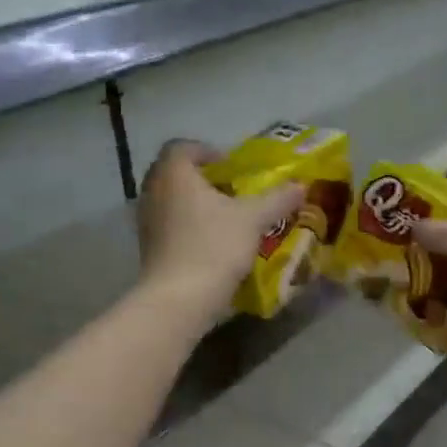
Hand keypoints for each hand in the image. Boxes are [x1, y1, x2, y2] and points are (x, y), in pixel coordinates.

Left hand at [136, 140, 302, 325]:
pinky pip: (169, 226)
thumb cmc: (214, 246)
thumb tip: (300, 185)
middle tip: (232, 192)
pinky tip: (212, 244)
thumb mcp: (253, 219)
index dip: (207, 151)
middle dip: (204, 180)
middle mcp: (153, 191)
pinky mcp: (148, 248)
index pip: (182, 147)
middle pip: (175, 174)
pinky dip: (188, 228)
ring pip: (171, 201)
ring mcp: (146, 221)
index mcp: (174, 173)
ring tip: (226, 220)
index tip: (230, 167)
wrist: (179, 299)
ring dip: (195, 205)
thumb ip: (277, 199)